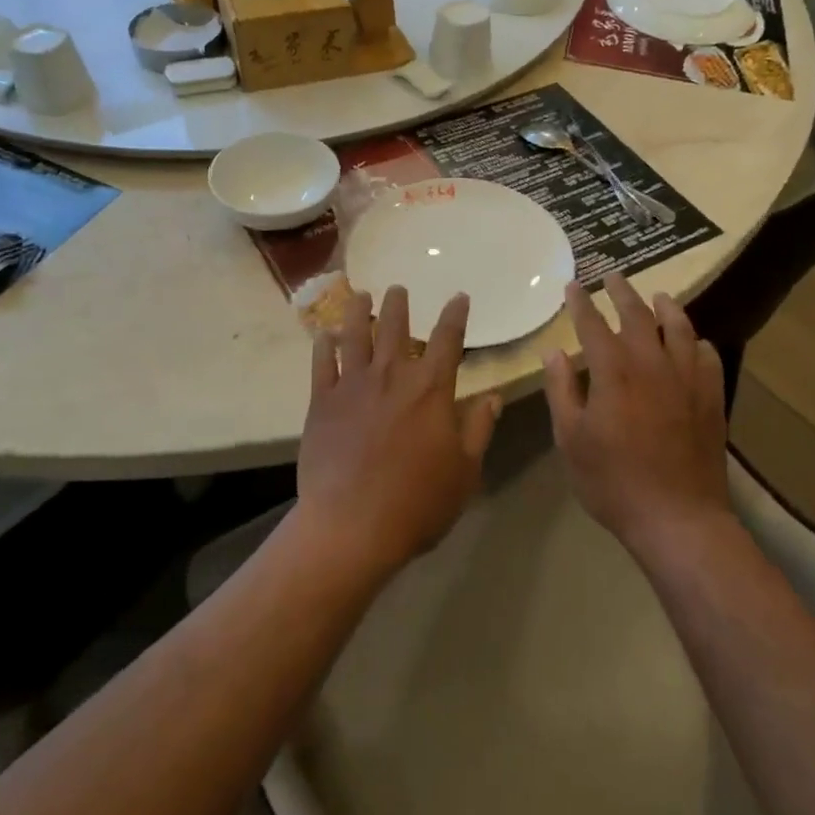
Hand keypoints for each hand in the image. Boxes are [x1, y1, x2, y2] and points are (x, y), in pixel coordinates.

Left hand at [296, 286, 501, 576]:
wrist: (352, 526)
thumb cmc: (418, 502)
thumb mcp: (464, 471)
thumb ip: (479, 429)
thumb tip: (493, 397)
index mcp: (431, 389)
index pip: (448, 339)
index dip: (456, 315)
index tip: (459, 297)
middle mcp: (392, 376)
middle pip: (396, 328)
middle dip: (399, 304)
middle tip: (399, 289)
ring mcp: (353, 385)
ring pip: (356, 335)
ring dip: (359, 311)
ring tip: (360, 295)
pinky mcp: (322, 402)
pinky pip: (322, 364)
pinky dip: (323, 346)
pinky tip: (324, 335)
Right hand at [543, 274, 729, 554]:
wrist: (678, 518)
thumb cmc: (613, 481)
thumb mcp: (571, 440)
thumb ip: (561, 391)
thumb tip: (554, 352)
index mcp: (614, 372)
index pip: (593, 324)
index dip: (581, 302)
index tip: (573, 285)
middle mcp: (652, 364)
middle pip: (637, 316)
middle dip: (622, 292)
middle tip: (613, 276)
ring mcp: (688, 379)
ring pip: (679, 328)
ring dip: (666, 307)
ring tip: (658, 296)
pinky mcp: (712, 397)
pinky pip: (707, 356)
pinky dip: (697, 342)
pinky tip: (693, 342)